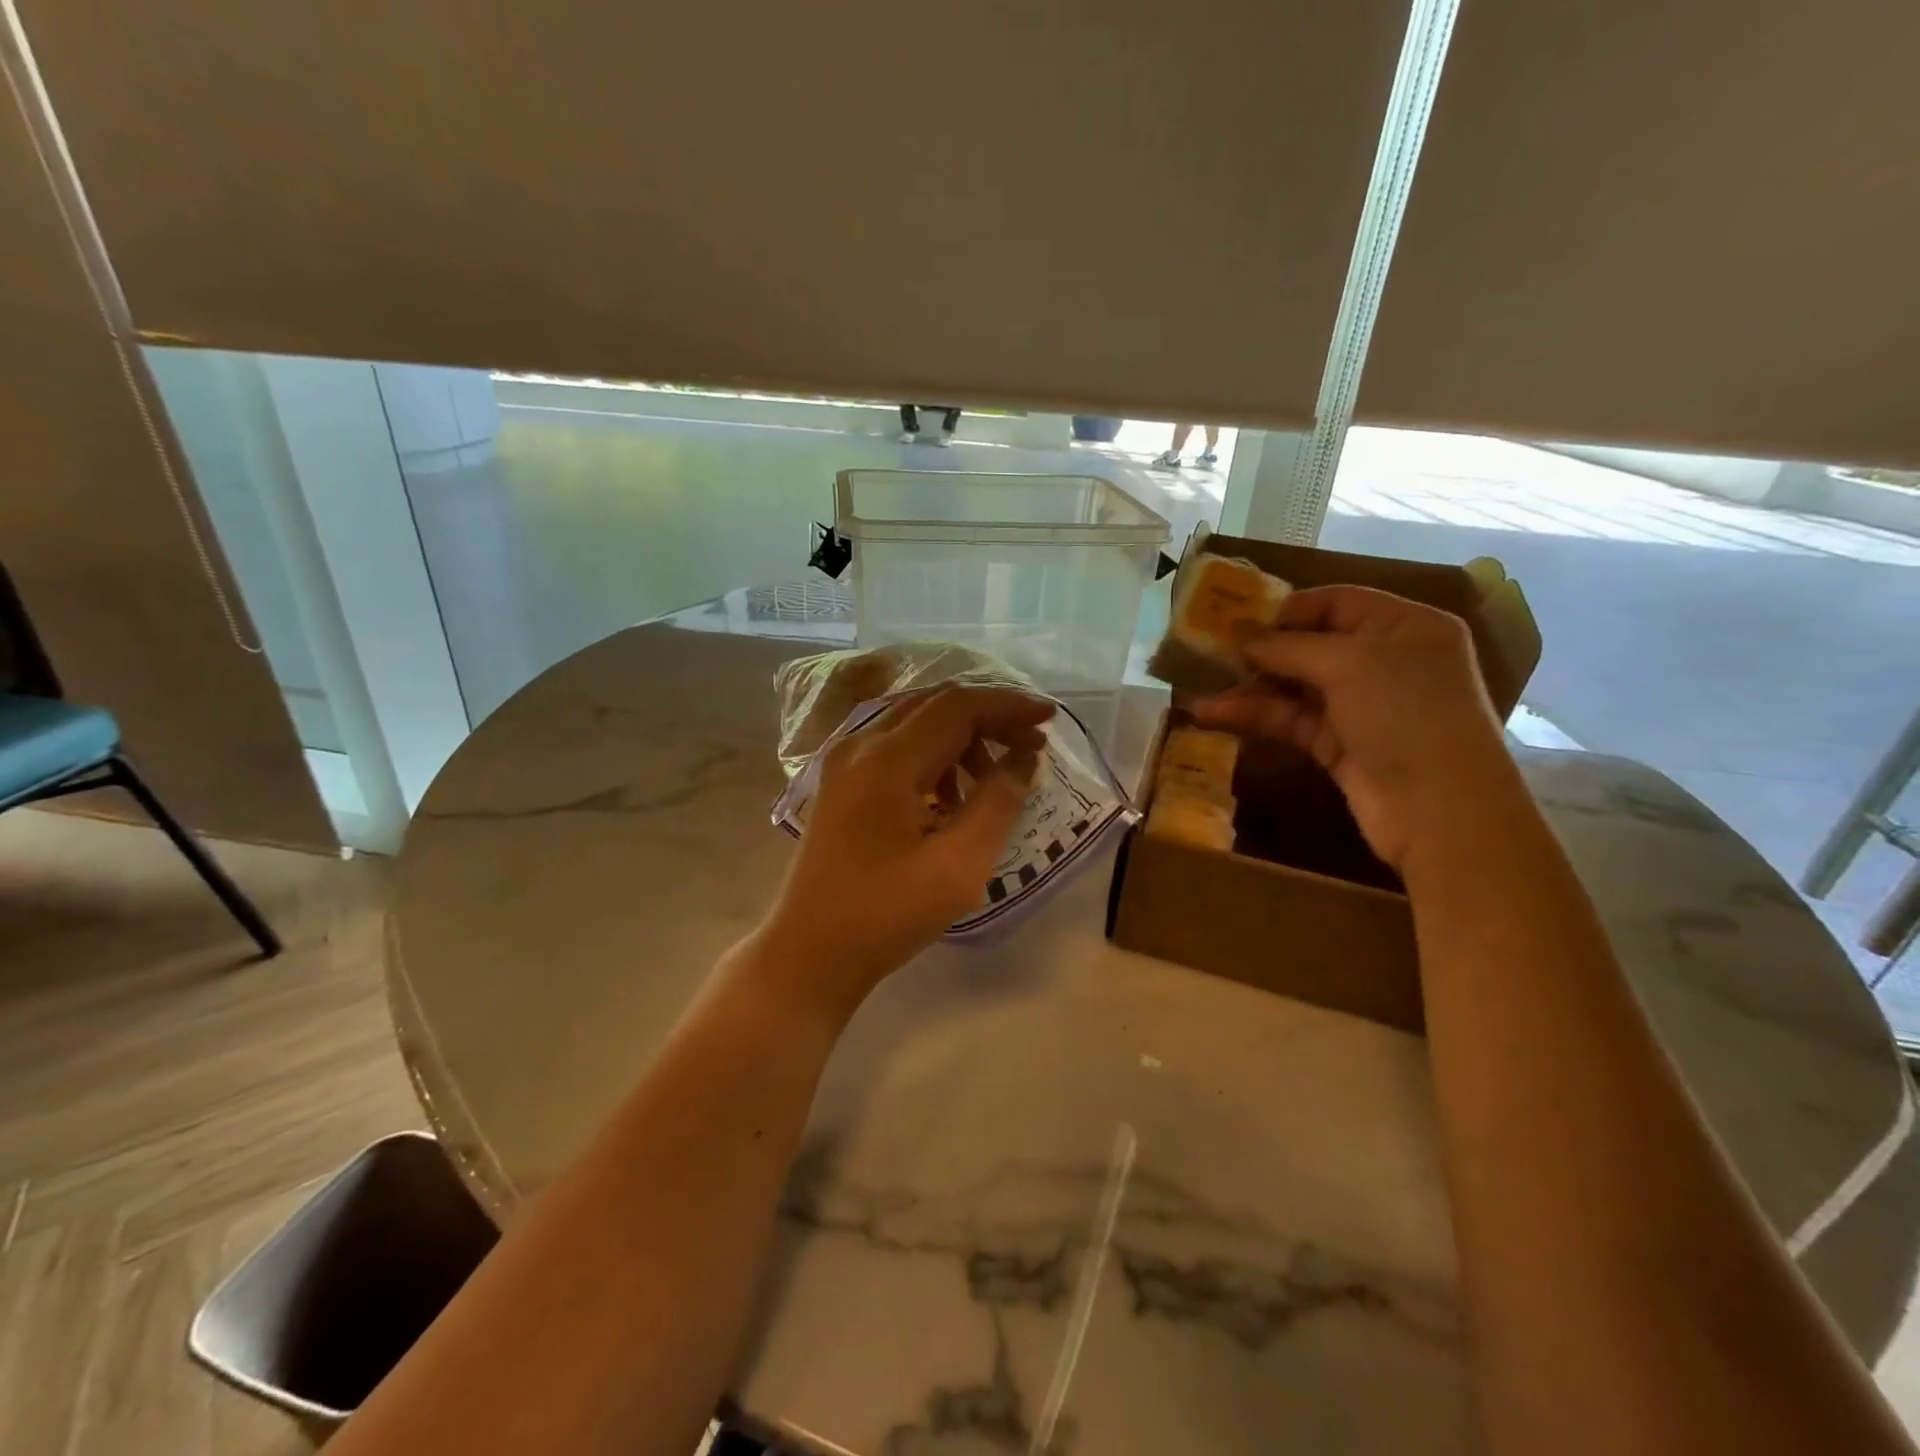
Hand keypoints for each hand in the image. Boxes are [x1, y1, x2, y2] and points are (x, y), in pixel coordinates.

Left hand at [753, 685, 1052, 1013]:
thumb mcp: (958, 865)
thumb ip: (998, 803)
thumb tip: (1023, 759)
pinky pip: (896, 750)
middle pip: (935, 706)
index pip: (957, 706)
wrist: (809, 953)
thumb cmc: (886, 914)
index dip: (1007, 706)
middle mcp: (860, 746)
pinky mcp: (841, 785)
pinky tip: (951, 800)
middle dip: (988, 719)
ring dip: (961, 742)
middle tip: (1031, 746)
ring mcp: (844, 764)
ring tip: (993, 783)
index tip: (1049, 720)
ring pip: (915, 726)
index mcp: (886, 759)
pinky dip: (933, 760)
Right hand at [1190, 585, 1517, 869]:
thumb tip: (1243, 641)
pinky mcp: (1338, 744)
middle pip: (1311, 644)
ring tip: (1198, 685)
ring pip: (1295, 685)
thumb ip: (1290, 647)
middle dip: (1260, 648)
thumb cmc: (1405, 715)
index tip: (1237, 618)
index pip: (1338, 602)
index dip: (1287, 608)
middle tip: (1208, 651)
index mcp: (1404, 626)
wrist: (1438, 810)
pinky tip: (1212, 714)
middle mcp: (1385, 661)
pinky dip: (1254, 715)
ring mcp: (1361, 705)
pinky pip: (1290, 720)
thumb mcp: (1349, 664)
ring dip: (1248, 685)